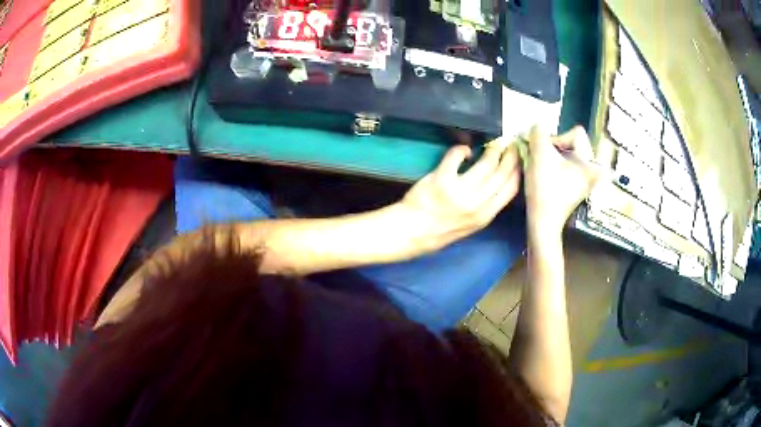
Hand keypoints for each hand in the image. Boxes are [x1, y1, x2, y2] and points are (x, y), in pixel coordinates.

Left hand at [400, 141, 520, 246]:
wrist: (412, 232)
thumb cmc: (440, 229)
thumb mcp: (470, 225)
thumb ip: (485, 207)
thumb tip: (498, 183)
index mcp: (485, 216)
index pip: (511, 189)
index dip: (518, 171)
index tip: (520, 159)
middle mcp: (477, 204)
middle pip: (502, 174)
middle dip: (510, 156)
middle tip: (510, 145)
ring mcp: (460, 192)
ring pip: (486, 165)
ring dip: (492, 151)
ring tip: (494, 145)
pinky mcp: (442, 179)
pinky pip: (457, 156)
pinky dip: (462, 149)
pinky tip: (464, 150)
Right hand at [525, 126, 598, 236]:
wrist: (542, 222)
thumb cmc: (544, 190)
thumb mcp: (539, 154)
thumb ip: (538, 133)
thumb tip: (537, 127)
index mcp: (592, 163)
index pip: (575, 133)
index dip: (557, 138)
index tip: (546, 154)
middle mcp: (594, 170)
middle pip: (572, 143)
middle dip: (554, 148)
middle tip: (541, 159)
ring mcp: (587, 180)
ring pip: (568, 155)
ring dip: (552, 157)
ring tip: (542, 168)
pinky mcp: (578, 187)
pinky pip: (567, 166)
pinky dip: (555, 167)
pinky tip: (546, 175)